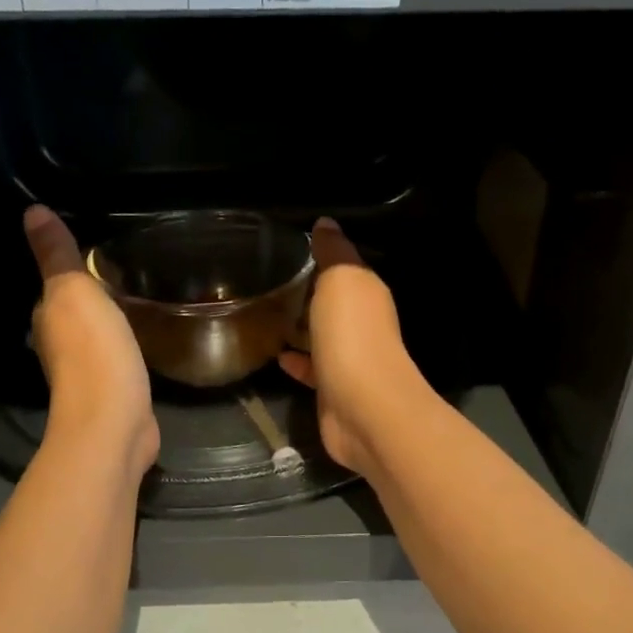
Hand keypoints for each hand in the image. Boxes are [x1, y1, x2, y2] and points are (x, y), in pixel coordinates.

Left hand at [24, 206, 158, 471]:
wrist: (113, 422)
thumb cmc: (93, 352)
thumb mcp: (75, 291)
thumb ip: (58, 255)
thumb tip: (31, 211)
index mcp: (47, 319)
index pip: (53, 287)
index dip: (69, 272)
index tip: (94, 255)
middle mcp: (59, 347)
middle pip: (73, 315)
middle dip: (90, 299)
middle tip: (121, 275)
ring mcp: (86, 375)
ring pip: (95, 339)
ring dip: (107, 325)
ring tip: (134, 303)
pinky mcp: (113, 394)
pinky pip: (117, 361)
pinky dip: (124, 349)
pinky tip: (140, 342)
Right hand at [277, 218, 431, 476]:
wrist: (364, 409)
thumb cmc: (352, 337)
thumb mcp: (341, 280)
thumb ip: (333, 252)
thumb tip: (326, 223)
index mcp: (367, 293)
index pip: (344, 267)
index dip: (320, 256)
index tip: (286, 248)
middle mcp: (363, 324)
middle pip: (333, 302)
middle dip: (307, 293)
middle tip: (268, 282)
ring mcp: (349, 359)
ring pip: (322, 336)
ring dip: (301, 328)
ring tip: (265, 316)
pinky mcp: (333, 390)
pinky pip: (312, 369)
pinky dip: (297, 361)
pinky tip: (276, 356)